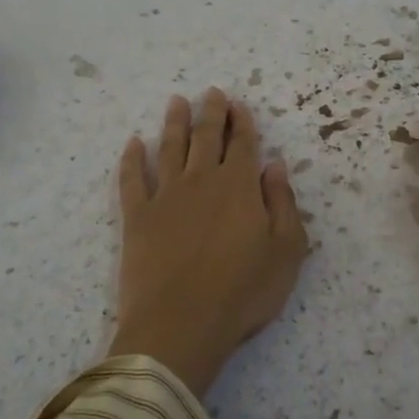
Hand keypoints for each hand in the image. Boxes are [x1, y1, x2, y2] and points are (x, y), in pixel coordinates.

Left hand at [111, 89, 309, 397]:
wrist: (180, 325)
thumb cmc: (243, 292)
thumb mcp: (286, 251)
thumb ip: (283, 203)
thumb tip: (275, 165)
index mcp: (239, 186)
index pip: (242, 143)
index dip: (241, 121)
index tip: (238, 104)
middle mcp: (201, 180)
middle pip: (205, 137)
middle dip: (210, 112)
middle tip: (211, 93)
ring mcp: (165, 196)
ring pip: (169, 148)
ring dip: (174, 123)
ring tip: (176, 101)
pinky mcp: (136, 217)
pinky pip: (132, 179)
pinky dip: (132, 158)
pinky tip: (133, 143)